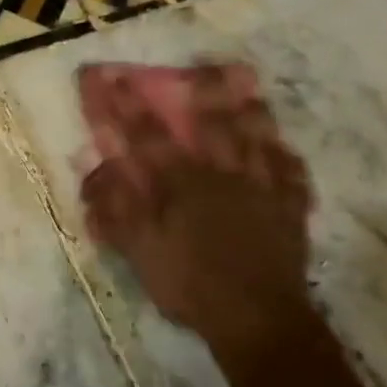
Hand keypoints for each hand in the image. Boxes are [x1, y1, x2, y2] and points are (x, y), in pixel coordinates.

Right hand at [77, 62, 321, 368]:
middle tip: (200, 68)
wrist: (257, 318)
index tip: (114, 78)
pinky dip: (288, 160)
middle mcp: (223, 176)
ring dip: (251, 114)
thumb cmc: (191, 285)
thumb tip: (94, 175)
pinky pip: (292, 177)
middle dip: (201, 94)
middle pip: (212, 126)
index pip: (149, 137)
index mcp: (182, 184)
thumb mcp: (140, 252)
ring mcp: (262, 191)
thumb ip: (117, 211)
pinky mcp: (290, 212)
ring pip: (258, 141)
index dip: (129, 107)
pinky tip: (286, 150)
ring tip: (249, 90)